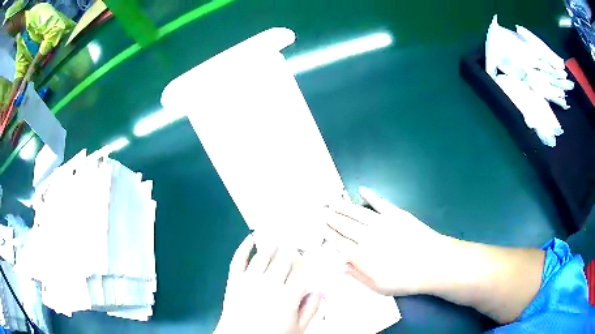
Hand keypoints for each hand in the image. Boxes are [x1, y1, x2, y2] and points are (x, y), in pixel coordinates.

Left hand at [216, 234, 321, 333]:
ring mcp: (250, 281)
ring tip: (277, 239)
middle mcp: (270, 284)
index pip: (299, 272)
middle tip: (292, 242)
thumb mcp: (297, 328)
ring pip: (263, 256)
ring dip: (271, 245)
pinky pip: (238, 259)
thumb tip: (320, 292)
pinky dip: (244, 247)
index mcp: (288, 297)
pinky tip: (250, 238)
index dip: (302, 262)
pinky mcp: (234, 280)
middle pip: (283, 259)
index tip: (303, 257)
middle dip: (289, 249)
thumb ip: (310, 310)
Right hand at [324, 187, 448, 295]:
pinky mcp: (397, 214)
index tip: (320, 227)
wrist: (433, 264)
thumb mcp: (379, 287)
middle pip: (344, 225)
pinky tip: (362, 190)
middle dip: (331, 217)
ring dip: (343, 206)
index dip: (329, 234)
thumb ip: (358, 276)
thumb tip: (341, 266)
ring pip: (357, 212)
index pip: (340, 242)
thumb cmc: (406, 279)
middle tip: (321, 210)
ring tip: (332, 200)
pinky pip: (380, 202)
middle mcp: (367, 236)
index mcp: (362, 256)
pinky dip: (370, 196)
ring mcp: (382, 222)